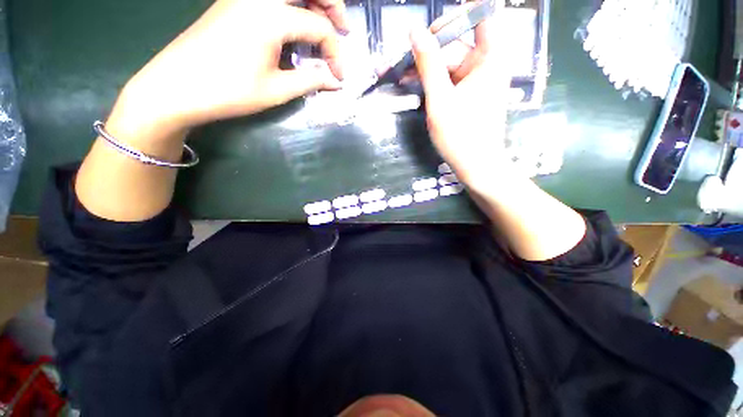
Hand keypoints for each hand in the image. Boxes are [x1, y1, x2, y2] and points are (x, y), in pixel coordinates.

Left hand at [113, 0, 347, 138]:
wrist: (176, 87)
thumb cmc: (229, 91)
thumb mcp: (276, 91)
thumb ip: (311, 80)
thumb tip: (336, 81)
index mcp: (270, 16)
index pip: (318, 27)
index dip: (335, 53)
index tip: (339, 77)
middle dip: (331, 4)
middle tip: (343, 29)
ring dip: (311, 2)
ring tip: (323, 25)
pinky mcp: (233, 2)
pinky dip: (291, 7)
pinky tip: (295, 27)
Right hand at [410, 5, 513, 191]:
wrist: (475, 166)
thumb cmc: (460, 135)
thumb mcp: (440, 99)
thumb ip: (428, 64)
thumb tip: (414, 31)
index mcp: (489, 57)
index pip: (481, 15)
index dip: (456, 17)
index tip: (430, 33)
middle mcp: (485, 63)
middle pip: (456, 43)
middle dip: (427, 51)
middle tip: (400, 63)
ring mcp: (476, 79)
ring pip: (448, 63)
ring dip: (424, 69)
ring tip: (399, 77)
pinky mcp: (467, 94)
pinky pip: (448, 79)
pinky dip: (432, 81)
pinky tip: (413, 86)